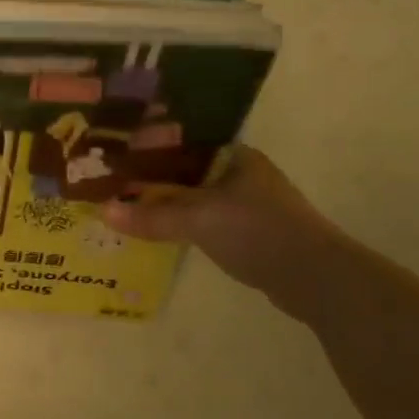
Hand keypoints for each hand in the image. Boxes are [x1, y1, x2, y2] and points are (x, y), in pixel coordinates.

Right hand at [102, 146, 342, 313]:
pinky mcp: (250, 232)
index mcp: (235, 155)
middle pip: (186, 171)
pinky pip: (205, 220)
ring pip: (195, 197)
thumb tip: (103, 211)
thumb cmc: (257, 232)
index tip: (115, 155)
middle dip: (152, 178)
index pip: (183, 141)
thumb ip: (152, 215)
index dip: (149, 147)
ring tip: (126, 205)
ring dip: (166, 203)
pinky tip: (159, 231)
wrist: (314, 277)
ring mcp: (248, 204)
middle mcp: (242, 173)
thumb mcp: (198, 220)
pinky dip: (182, 224)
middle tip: (112, 182)